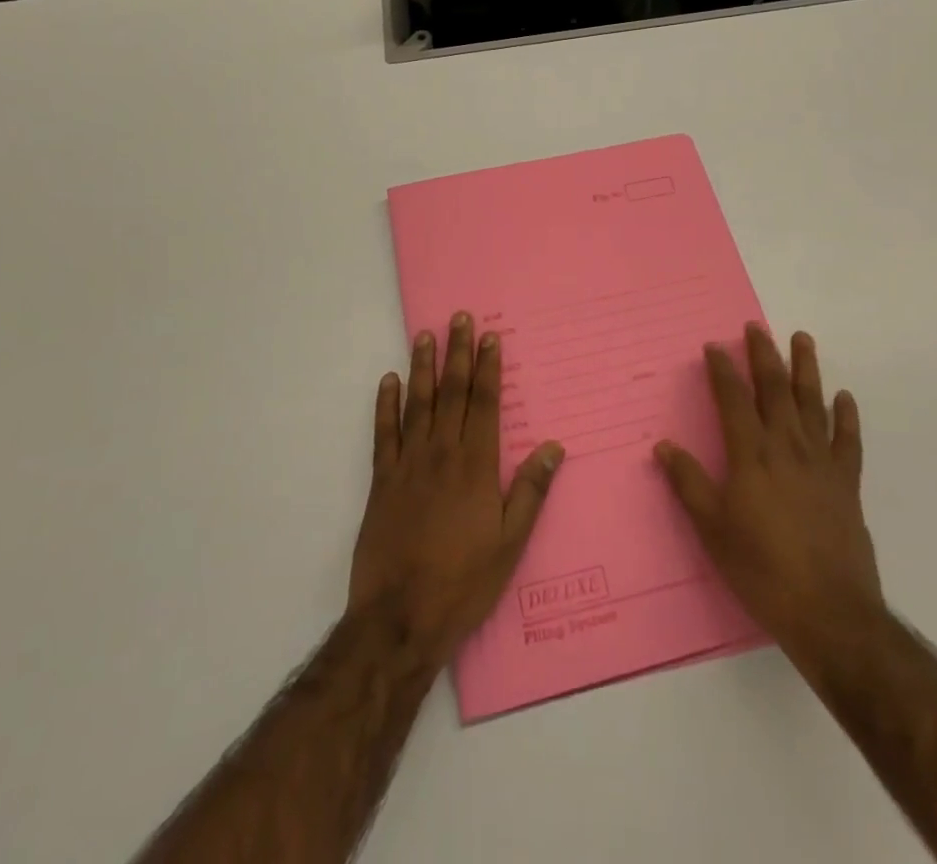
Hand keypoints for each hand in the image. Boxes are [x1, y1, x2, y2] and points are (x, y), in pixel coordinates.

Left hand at [349, 313, 564, 666]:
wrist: (399, 618)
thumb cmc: (463, 582)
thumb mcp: (510, 543)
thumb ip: (530, 491)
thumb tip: (555, 447)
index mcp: (476, 466)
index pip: (484, 404)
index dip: (487, 368)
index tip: (489, 336)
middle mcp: (442, 454)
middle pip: (451, 393)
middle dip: (457, 353)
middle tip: (459, 318)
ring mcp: (408, 465)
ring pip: (417, 403)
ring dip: (423, 367)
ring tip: (425, 335)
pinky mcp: (382, 481)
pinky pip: (384, 433)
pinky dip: (386, 405)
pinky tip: (389, 381)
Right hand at [655, 324, 881, 663]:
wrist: (830, 613)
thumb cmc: (762, 570)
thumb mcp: (713, 530)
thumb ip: (689, 484)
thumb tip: (664, 446)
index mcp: (751, 456)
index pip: (733, 400)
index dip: (723, 370)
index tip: (714, 346)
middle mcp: (786, 447)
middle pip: (775, 389)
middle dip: (764, 355)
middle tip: (756, 327)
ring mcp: (821, 463)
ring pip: (812, 403)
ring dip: (806, 369)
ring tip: (802, 339)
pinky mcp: (847, 483)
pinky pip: (847, 441)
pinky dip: (846, 416)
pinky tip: (843, 396)